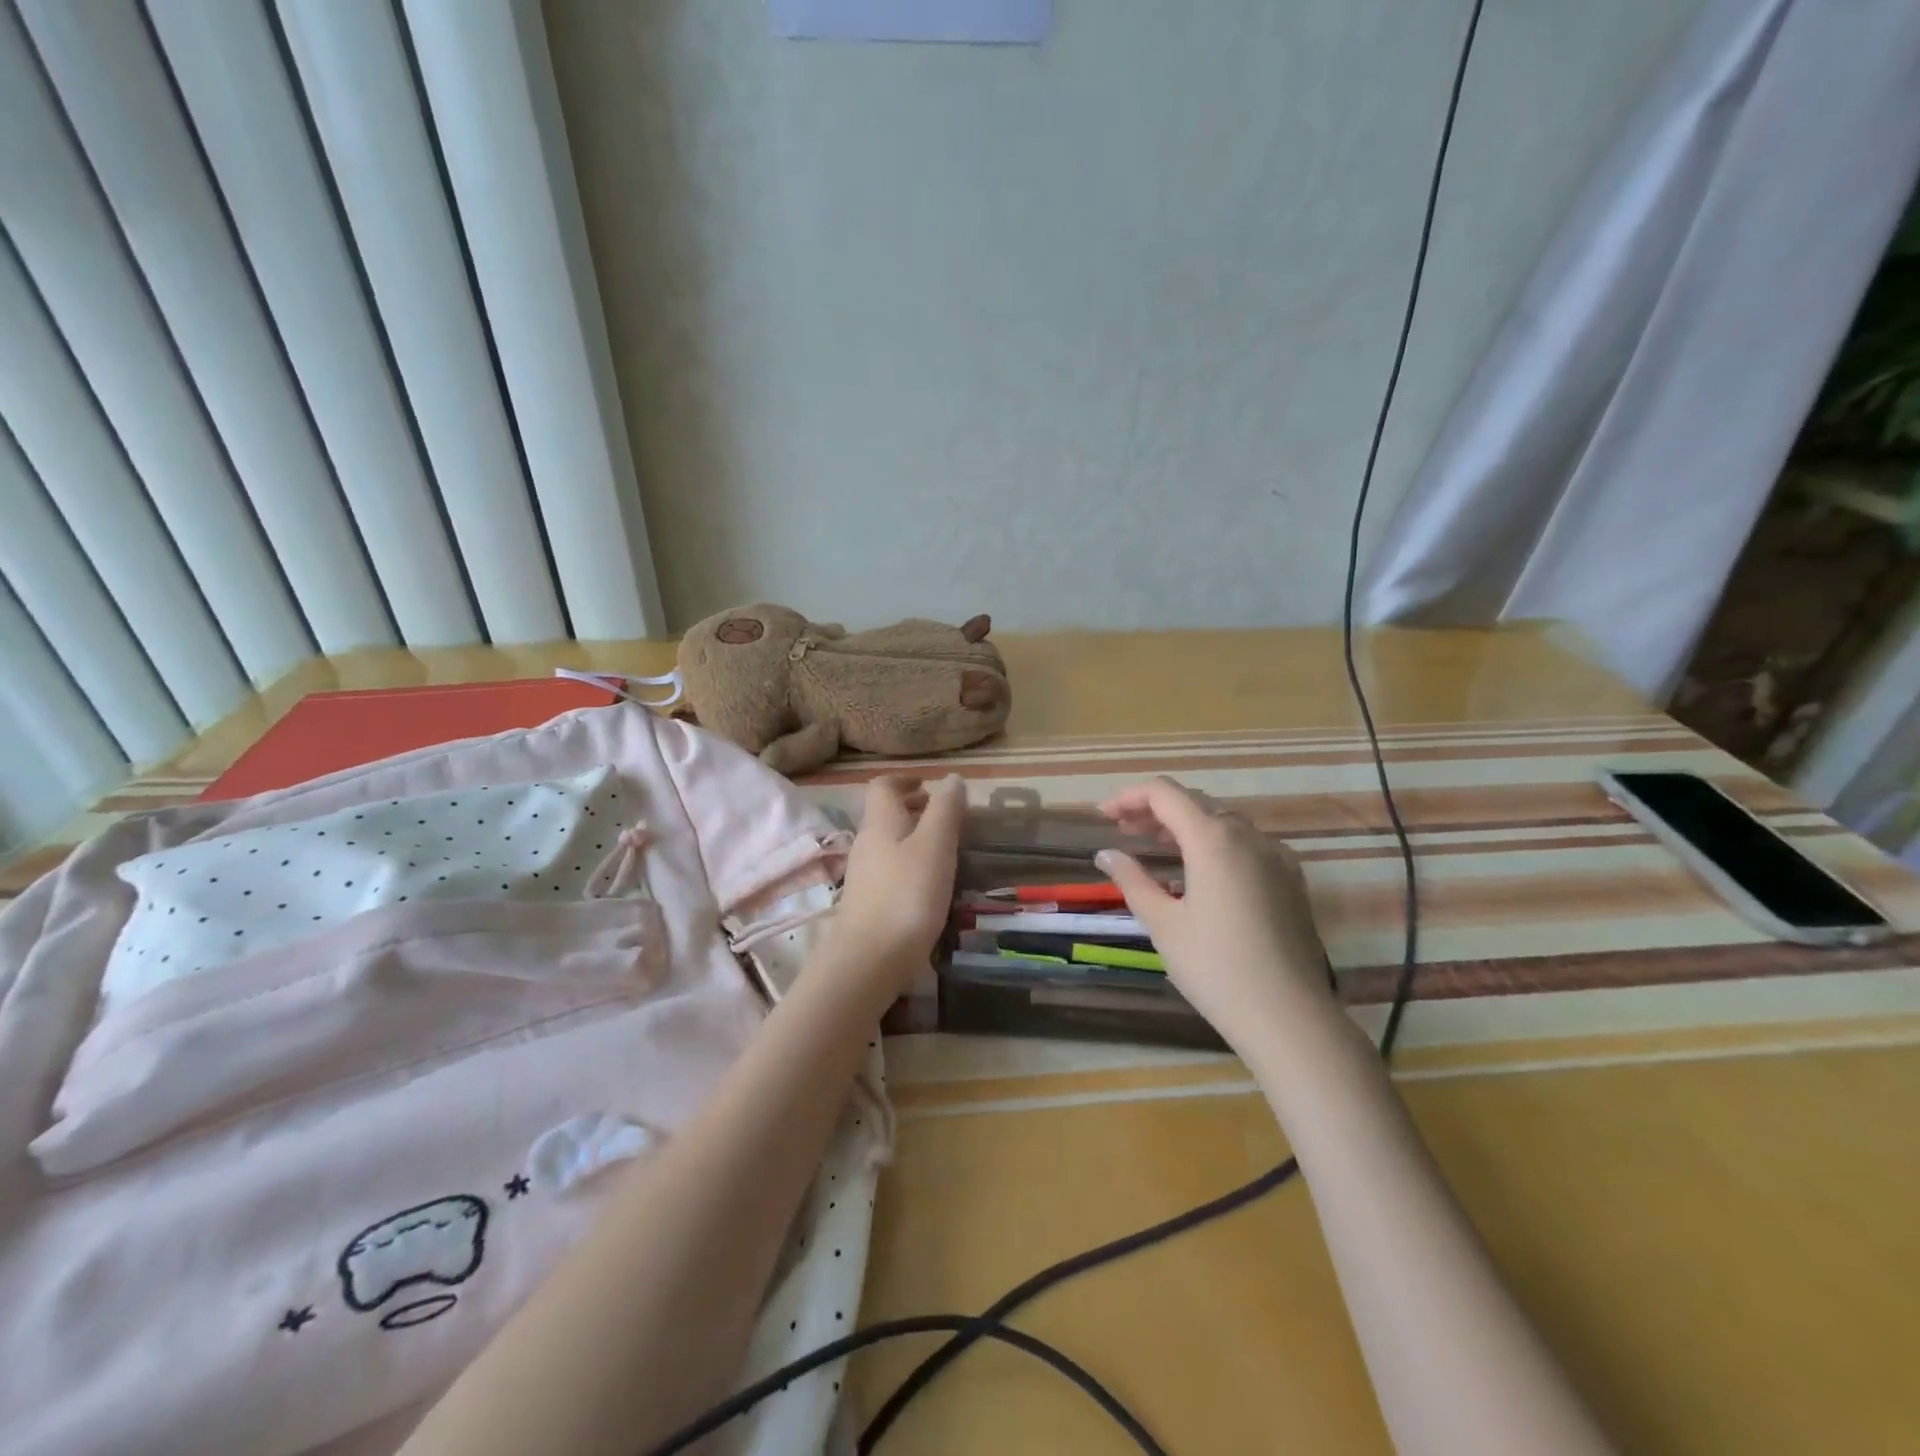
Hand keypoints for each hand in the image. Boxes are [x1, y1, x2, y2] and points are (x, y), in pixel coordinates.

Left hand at [825, 774, 966, 990]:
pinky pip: (890, 871)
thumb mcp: (935, 847)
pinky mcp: (868, 905)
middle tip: (945, 817)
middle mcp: (866, 844)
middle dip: (913, 810)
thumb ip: (945, 810)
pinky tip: (930, 886)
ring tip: (945, 850)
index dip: (904, 780)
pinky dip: (910, 866)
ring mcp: (864, 877)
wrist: (869, 961)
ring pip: (888, 844)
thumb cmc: (906, 895)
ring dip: (913, 839)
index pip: (882, 787)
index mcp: (880, 823)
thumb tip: (952, 777)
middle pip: (885, 815)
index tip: (929, 785)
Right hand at [1095, 776, 1330, 1039]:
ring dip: (1185, 825)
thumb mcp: (1163, 923)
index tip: (1103, 818)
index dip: (1129, 797)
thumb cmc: (1215, 968)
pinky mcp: (1291, 880)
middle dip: (1155, 810)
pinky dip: (1214, 844)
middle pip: (1195, 803)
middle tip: (1124, 832)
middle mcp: (1249, 835)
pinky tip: (1200, 872)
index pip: (1164, 793)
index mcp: (1213, 839)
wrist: (1289, 1017)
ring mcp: (1276, 856)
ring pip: (1223, 822)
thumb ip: (1132, 880)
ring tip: (1156, 847)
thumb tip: (1107, 854)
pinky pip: (1246, 844)